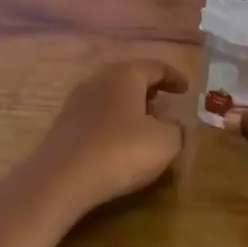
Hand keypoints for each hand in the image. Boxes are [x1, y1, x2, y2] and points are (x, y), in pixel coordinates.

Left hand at [15, 59, 189, 221]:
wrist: (60, 179)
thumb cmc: (121, 152)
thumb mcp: (165, 142)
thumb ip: (177, 129)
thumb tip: (173, 124)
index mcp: (126, 74)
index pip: (156, 67)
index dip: (175, 78)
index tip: (186, 90)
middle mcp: (100, 79)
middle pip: (130, 77)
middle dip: (150, 90)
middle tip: (165, 104)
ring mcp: (77, 100)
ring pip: (112, 96)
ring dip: (130, 107)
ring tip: (144, 125)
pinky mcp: (64, 124)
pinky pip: (97, 115)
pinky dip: (113, 122)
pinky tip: (119, 142)